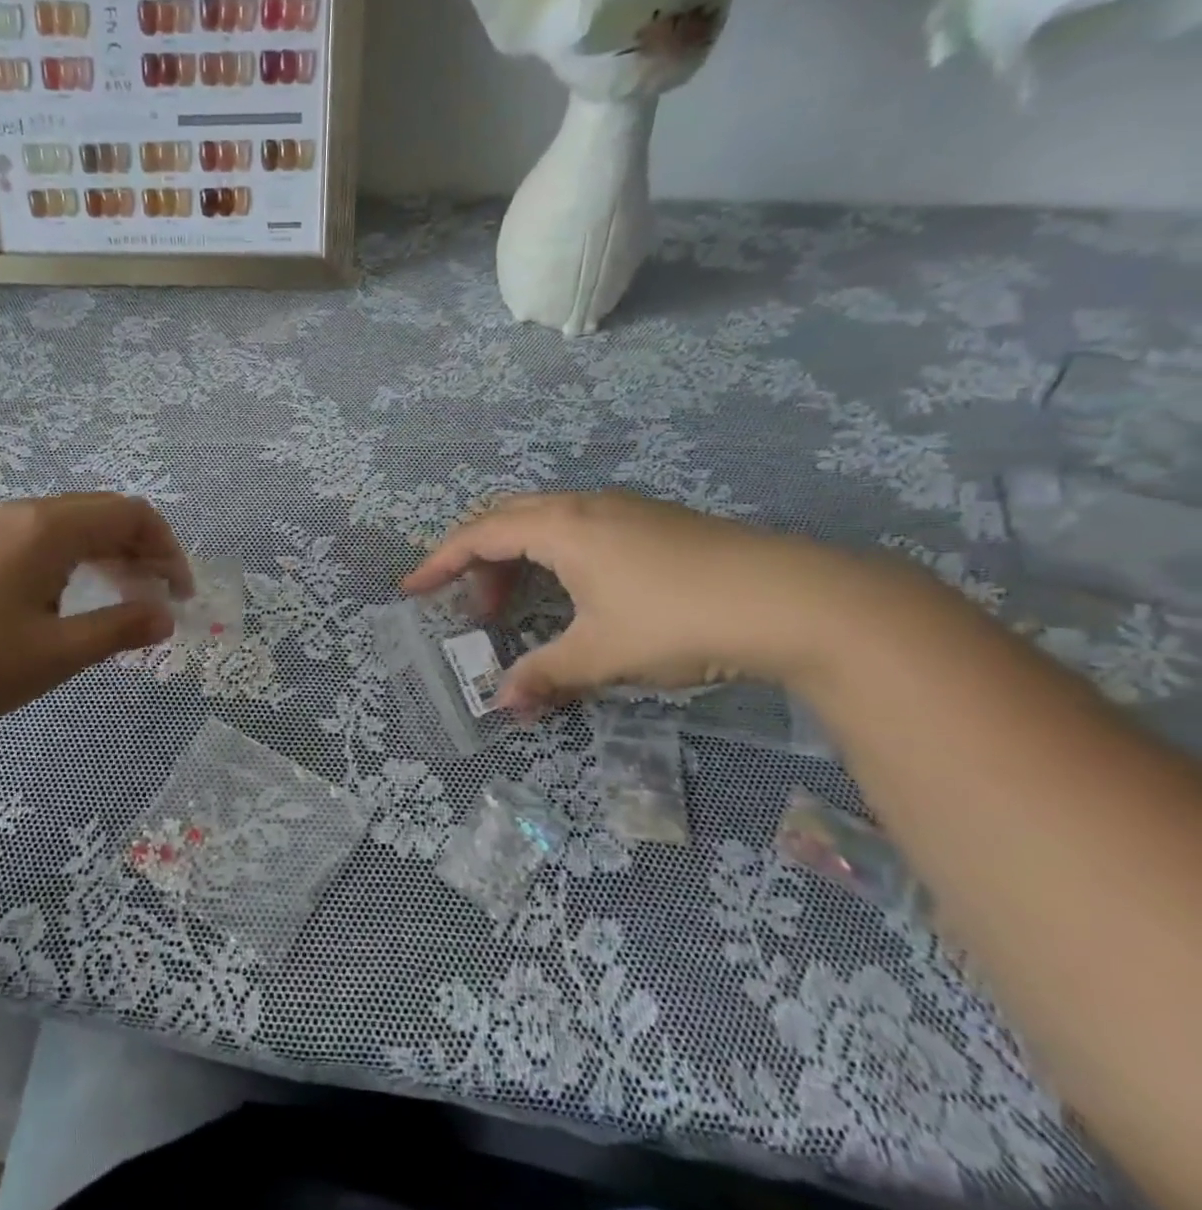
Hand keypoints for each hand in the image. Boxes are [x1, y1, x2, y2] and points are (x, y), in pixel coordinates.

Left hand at [0, 493, 189, 733]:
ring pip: (72, 526)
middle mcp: (24, 514)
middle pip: (104, 513)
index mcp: (49, 528)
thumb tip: (164, 616)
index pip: (132, 515)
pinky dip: (75, 560)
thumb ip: (118, 629)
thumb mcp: (55, 654)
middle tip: (157, 599)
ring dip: (109, 555)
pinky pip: (42, 539)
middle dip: (142, 551)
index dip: (168, 550)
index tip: (180, 596)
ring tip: (123, 600)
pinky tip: (70, 599)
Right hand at [402, 491, 895, 715]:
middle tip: (471, 608)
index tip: (412, 589)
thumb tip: (503, 703)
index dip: (439, 561)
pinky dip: (551, 557)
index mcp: (561, 527)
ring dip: (516, 560)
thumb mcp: (601, 653)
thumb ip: (545, 674)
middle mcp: (585, 506)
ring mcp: (623, 510)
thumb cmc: (679, 619)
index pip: (479, 534)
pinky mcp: (653, 524)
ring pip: (545, 522)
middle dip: (476, 560)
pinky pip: (577, 529)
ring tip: (516, 607)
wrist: (798, 600)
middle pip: (506, 518)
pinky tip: (572, 594)